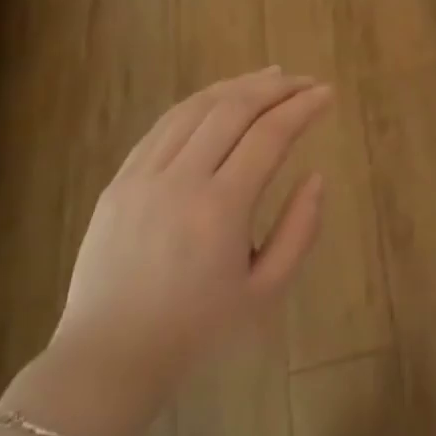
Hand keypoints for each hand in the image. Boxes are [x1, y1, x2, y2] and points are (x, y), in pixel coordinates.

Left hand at [41, 68, 330, 427]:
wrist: (108, 359)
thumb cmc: (196, 332)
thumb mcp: (265, 294)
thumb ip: (299, 231)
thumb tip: (316, 176)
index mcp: (220, 209)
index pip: (270, 135)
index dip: (303, 107)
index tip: (327, 93)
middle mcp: (180, 180)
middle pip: (233, 109)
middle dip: (275, 87)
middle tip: (304, 81)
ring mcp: (143, 177)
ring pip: (196, 108)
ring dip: (238, 85)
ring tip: (269, 77)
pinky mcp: (119, 181)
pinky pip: (163, 126)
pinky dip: (199, 103)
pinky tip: (219, 99)